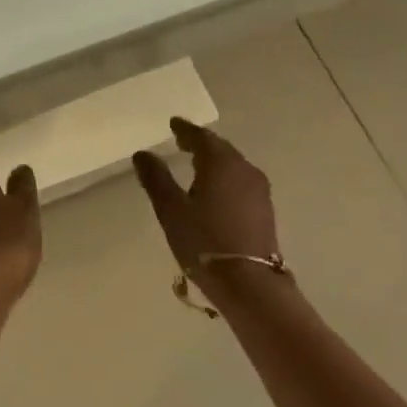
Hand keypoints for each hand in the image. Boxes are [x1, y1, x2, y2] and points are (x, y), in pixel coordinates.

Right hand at [133, 118, 280, 303]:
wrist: (248, 282)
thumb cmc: (204, 241)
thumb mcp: (170, 209)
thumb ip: (156, 178)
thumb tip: (143, 154)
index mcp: (221, 163)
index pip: (201, 137)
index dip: (185, 129)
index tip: (173, 124)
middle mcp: (244, 170)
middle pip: (221, 148)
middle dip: (201, 143)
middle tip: (182, 140)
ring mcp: (258, 190)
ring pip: (233, 164)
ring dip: (215, 160)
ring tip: (196, 163)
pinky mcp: (264, 209)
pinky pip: (240, 181)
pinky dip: (225, 176)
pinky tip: (215, 188)